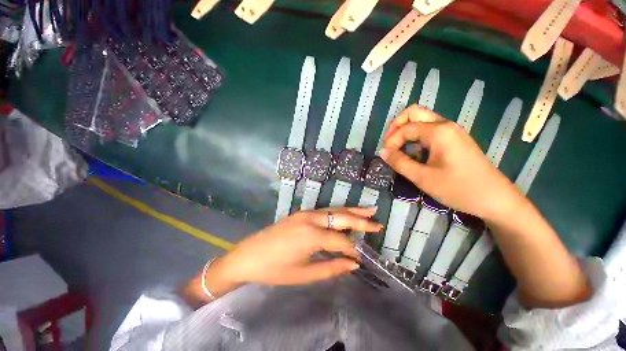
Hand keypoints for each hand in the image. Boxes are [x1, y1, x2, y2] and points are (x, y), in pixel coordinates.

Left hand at [218, 207, 381, 285]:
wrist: (249, 254)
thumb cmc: (275, 269)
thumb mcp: (304, 274)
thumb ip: (331, 268)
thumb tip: (353, 264)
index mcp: (311, 236)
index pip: (341, 241)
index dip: (354, 250)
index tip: (363, 257)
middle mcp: (311, 219)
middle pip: (342, 217)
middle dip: (361, 220)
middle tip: (378, 222)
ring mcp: (306, 213)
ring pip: (334, 210)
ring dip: (352, 211)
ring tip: (369, 211)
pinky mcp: (302, 213)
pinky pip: (325, 211)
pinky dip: (338, 213)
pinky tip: (346, 215)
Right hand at [380, 105, 522, 220]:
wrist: (495, 199)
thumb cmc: (459, 188)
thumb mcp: (423, 178)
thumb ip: (400, 163)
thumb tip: (383, 153)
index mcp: (438, 131)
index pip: (405, 128)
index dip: (391, 141)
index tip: (386, 156)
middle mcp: (445, 125)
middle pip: (414, 113)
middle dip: (396, 126)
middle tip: (389, 144)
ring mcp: (452, 131)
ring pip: (422, 120)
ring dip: (406, 131)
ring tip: (398, 149)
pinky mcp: (455, 140)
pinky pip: (430, 130)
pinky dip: (416, 137)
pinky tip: (415, 153)